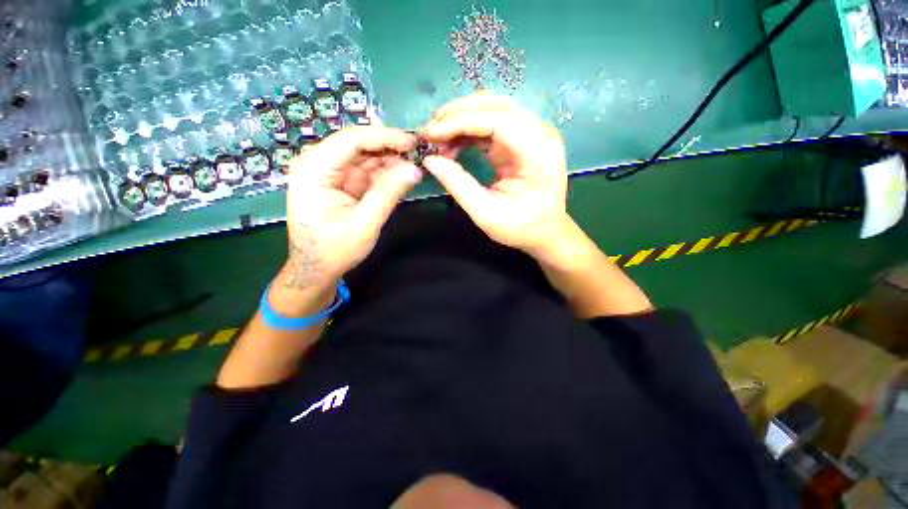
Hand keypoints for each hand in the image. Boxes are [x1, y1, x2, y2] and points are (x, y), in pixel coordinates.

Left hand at [279, 126, 421, 297]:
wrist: (317, 268)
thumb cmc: (335, 249)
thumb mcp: (364, 223)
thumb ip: (388, 194)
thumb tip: (415, 169)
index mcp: (314, 169)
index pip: (351, 140)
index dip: (384, 137)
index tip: (412, 142)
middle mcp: (318, 164)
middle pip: (359, 145)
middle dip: (390, 148)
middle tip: (419, 153)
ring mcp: (330, 173)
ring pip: (365, 156)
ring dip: (390, 160)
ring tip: (415, 164)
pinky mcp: (342, 183)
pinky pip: (367, 171)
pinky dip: (385, 173)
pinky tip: (403, 174)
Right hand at [421, 93, 569, 256]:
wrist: (544, 231)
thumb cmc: (520, 227)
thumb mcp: (486, 214)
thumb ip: (459, 185)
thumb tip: (430, 160)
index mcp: (538, 153)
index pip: (498, 120)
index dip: (461, 122)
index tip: (431, 134)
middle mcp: (540, 134)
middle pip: (496, 106)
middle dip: (458, 115)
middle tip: (430, 133)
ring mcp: (533, 133)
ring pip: (492, 109)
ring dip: (462, 119)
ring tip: (437, 138)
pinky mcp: (522, 139)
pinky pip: (492, 123)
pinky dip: (469, 129)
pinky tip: (452, 142)